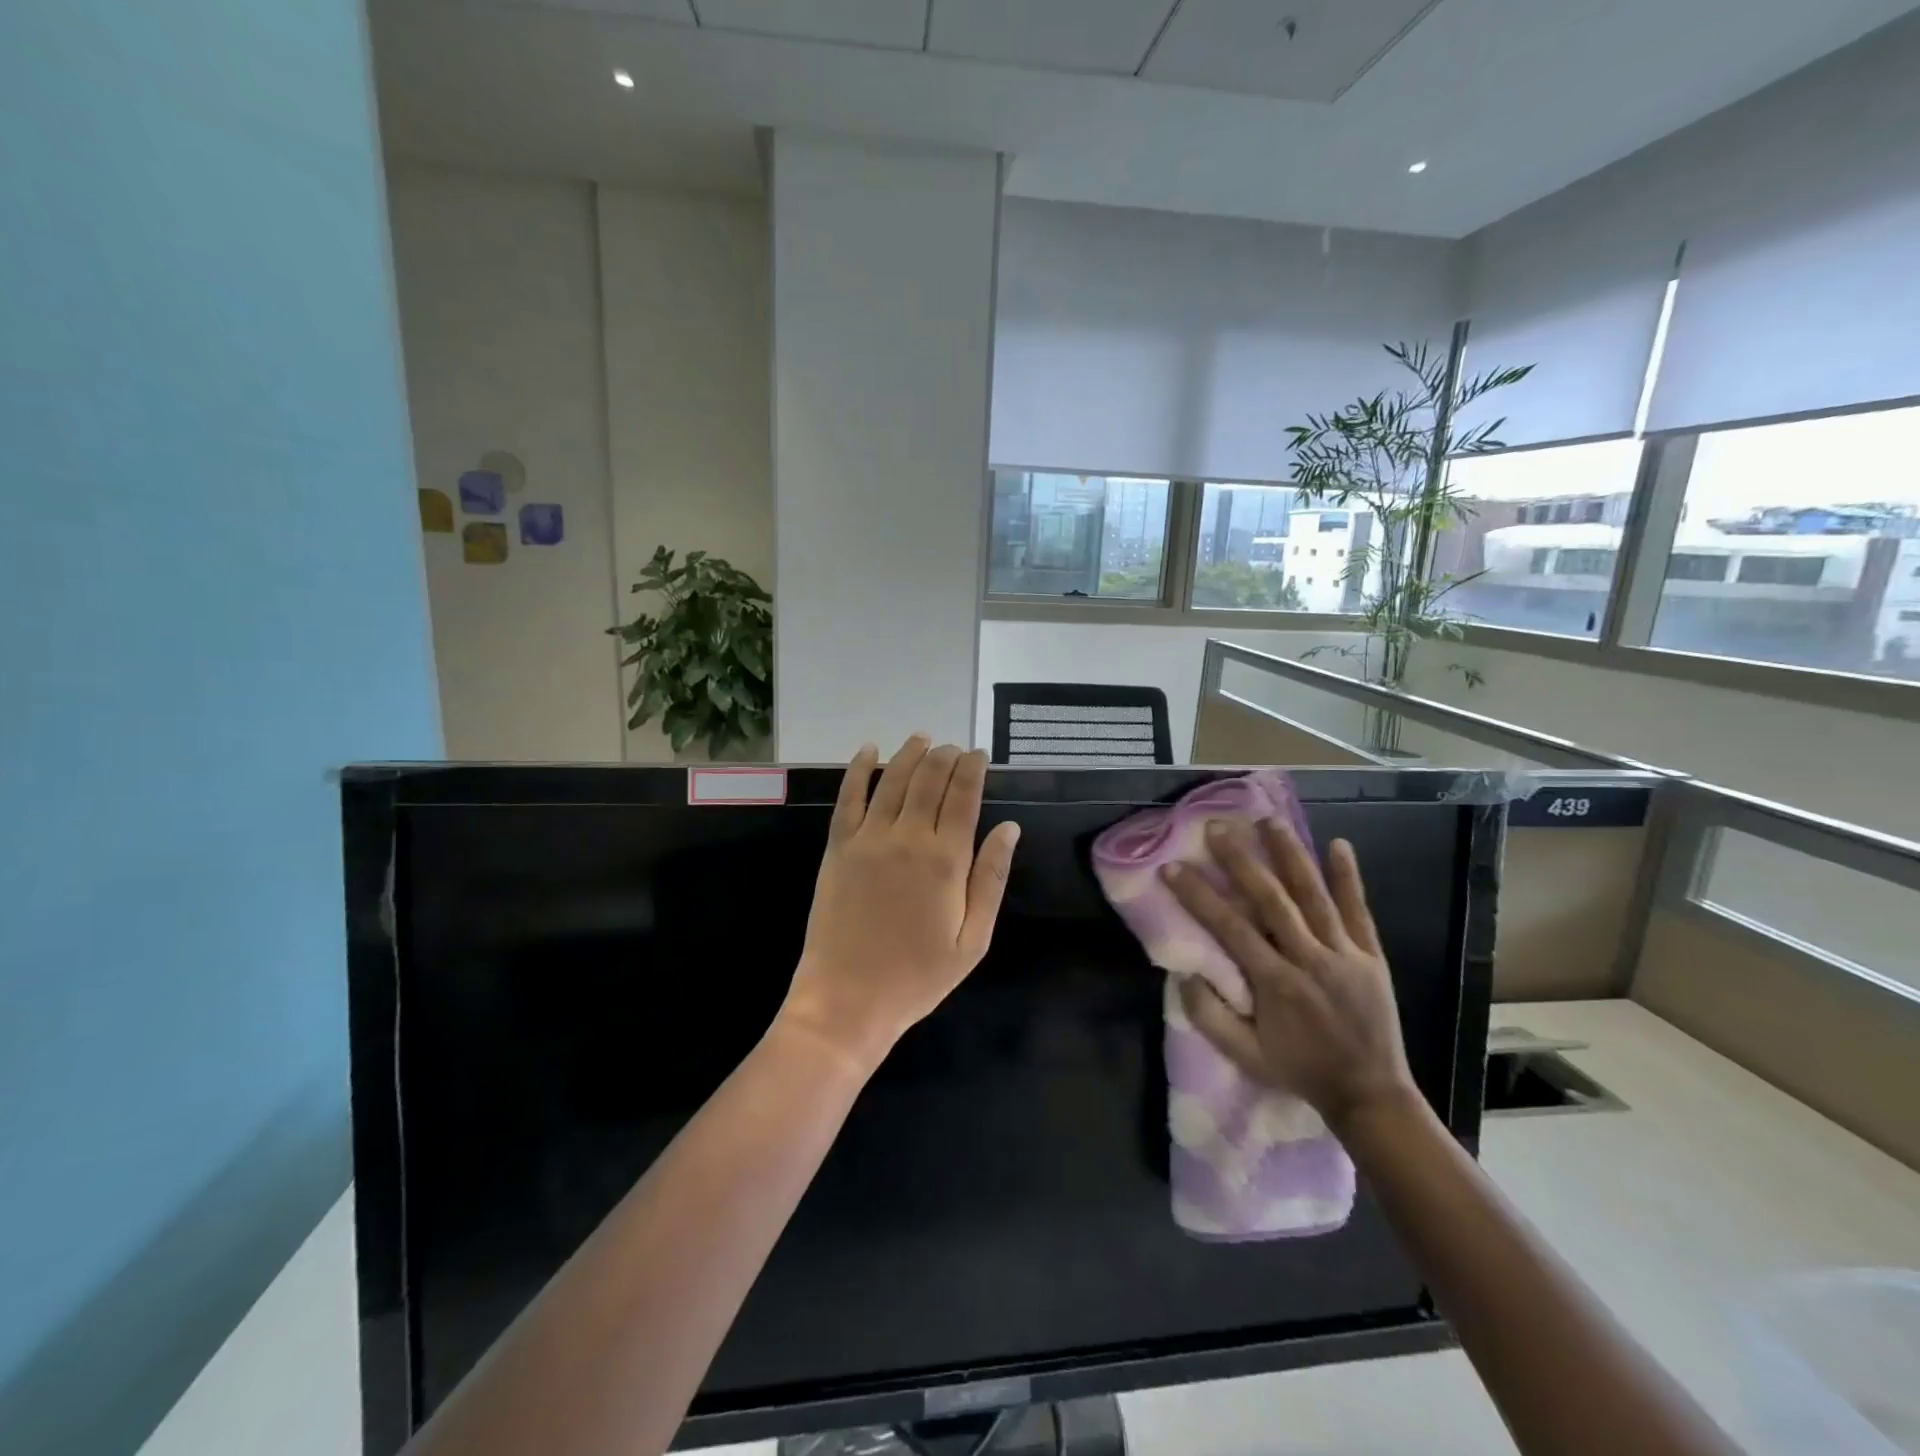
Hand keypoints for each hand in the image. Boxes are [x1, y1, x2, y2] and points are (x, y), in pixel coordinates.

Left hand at [778, 736, 1021, 1073]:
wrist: (847, 1000)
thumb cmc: (918, 977)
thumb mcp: (973, 939)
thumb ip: (991, 879)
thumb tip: (1009, 828)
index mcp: (946, 860)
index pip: (963, 797)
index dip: (973, 769)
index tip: (979, 754)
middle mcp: (907, 838)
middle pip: (929, 780)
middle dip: (945, 757)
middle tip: (955, 748)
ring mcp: (868, 839)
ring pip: (893, 780)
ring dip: (910, 754)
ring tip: (923, 738)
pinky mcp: (837, 848)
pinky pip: (848, 797)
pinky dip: (859, 769)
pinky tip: (869, 750)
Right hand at [1164, 819, 1417, 1134]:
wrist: (1370, 1094)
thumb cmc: (1300, 1071)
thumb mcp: (1245, 1056)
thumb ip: (1211, 1017)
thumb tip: (1183, 974)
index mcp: (1276, 983)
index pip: (1230, 929)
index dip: (1199, 896)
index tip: (1173, 867)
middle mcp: (1310, 959)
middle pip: (1272, 900)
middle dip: (1241, 861)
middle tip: (1218, 827)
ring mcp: (1344, 953)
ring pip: (1314, 895)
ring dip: (1290, 854)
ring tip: (1269, 820)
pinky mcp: (1371, 955)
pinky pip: (1358, 910)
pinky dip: (1348, 877)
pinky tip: (1339, 844)